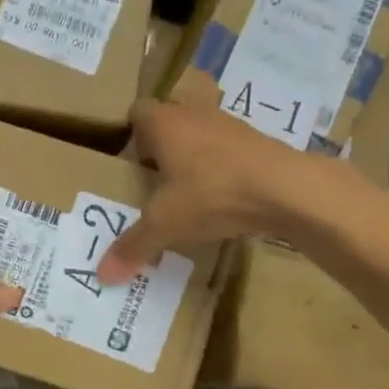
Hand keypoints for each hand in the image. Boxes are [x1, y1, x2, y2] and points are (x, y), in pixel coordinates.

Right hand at [97, 101, 314, 283]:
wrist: (285, 188)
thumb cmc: (211, 194)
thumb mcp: (165, 224)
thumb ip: (134, 246)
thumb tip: (102, 276)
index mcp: (164, 122)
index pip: (136, 112)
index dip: (129, 135)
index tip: (127, 163)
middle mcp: (193, 113)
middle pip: (169, 121)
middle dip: (160, 146)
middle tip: (152, 180)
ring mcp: (229, 124)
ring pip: (200, 133)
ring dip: (193, 155)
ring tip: (187, 191)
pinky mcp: (257, 141)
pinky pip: (227, 149)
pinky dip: (221, 167)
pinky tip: (221, 196)